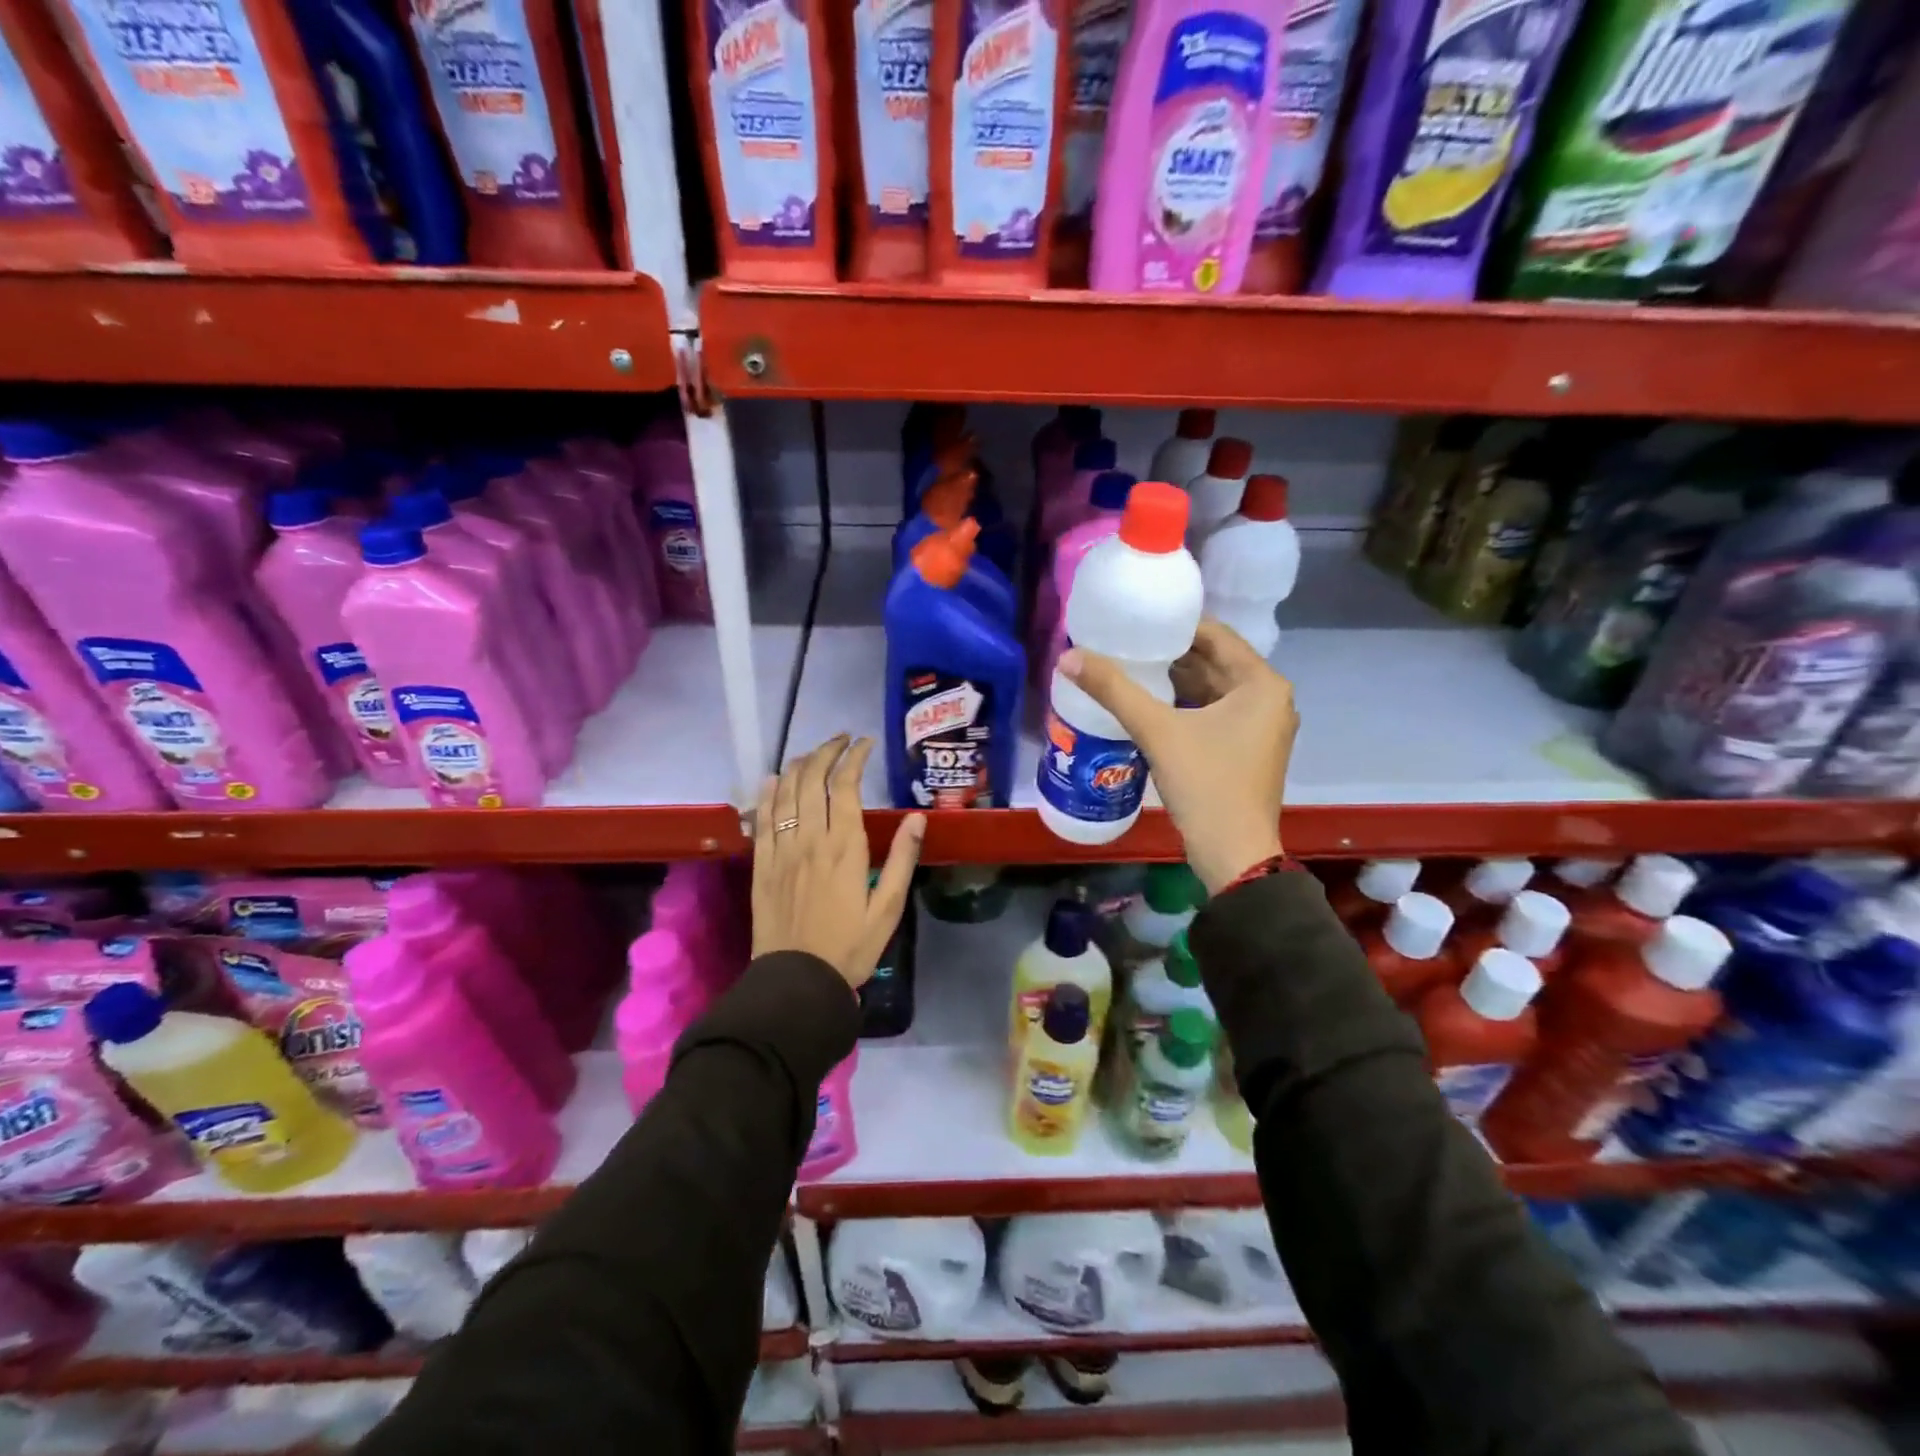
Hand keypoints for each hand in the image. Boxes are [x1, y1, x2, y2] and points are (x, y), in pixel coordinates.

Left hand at [752, 734, 925, 989]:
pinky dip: (767, 793)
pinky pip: (761, 818)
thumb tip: (917, 817)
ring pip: (785, 792)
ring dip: (799, 765)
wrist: (797, 981)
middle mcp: (810, 839)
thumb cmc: (850, 947)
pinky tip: (772, 780)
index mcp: (844, 847)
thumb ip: (902, 859)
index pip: (846, 785)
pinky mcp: (761, 864)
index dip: (855, 757)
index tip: (865, 744)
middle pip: (812, 779)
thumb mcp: (888, 908)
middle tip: (841, 741)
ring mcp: (781, 850)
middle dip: (827, 751)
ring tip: (813, 753)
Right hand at [1059, 620, 1295, 893]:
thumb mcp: (1157, 731)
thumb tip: (1068, 658)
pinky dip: (1183, 706)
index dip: (1174, 625)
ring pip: (1212, 690)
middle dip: (1170, 654)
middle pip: (1213, 662)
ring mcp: (1260, 727)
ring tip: (1129, 668)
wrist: (1233, 854)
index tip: (1136, 619)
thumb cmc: (1206, 784)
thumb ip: (1114, 690)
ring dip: (1174, 680)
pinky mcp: (1246, 750)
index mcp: (1261, 684)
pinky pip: (1212, 713)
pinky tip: (1148, 705)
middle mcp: (1268, 699)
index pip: (1216, 635)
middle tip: (1125, 643)